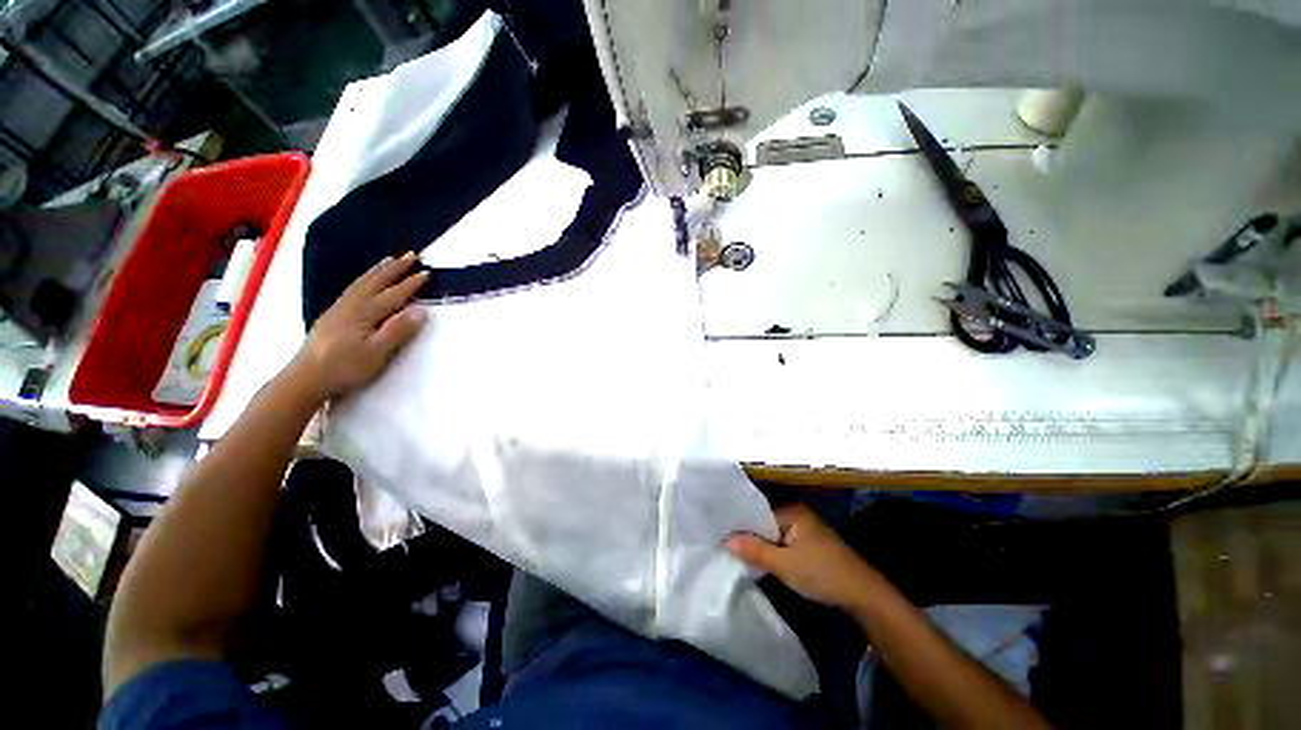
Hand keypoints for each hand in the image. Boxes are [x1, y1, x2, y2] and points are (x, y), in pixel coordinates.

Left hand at [290, 252, 428, 401]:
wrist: (304, 379)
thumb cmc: (345, 368)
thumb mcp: (377, 353)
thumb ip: (398, 330)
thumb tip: (420, 310)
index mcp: (364, 314)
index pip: (393, 295)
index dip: (410, 284)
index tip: (426, 273)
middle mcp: (351, 306)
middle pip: (374, 282)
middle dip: (393, 269)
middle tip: (410, 255)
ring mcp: (338, 310)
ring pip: (361, 284)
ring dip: (378, 271)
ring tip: (389, 260)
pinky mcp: (331, 317)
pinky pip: (352, 290)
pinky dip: (363, 280)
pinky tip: (365, 282)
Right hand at [725, 503, 882, 609]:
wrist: (863, 595)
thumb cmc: (822, 572)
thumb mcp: (784, 563)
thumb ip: (754, 550)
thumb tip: (724, 539)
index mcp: (791, 511)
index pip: (756, 512)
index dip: (739, 523)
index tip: (719, 532)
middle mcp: (796, 515)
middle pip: (763, 523)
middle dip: (747, 535)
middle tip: (722, 543)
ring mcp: (803, 530)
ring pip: (772, 535)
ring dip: (759, 545)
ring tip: (733, 551)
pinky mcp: (808, 546)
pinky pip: (781, 544)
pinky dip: (771, 552)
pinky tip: (757, 560)